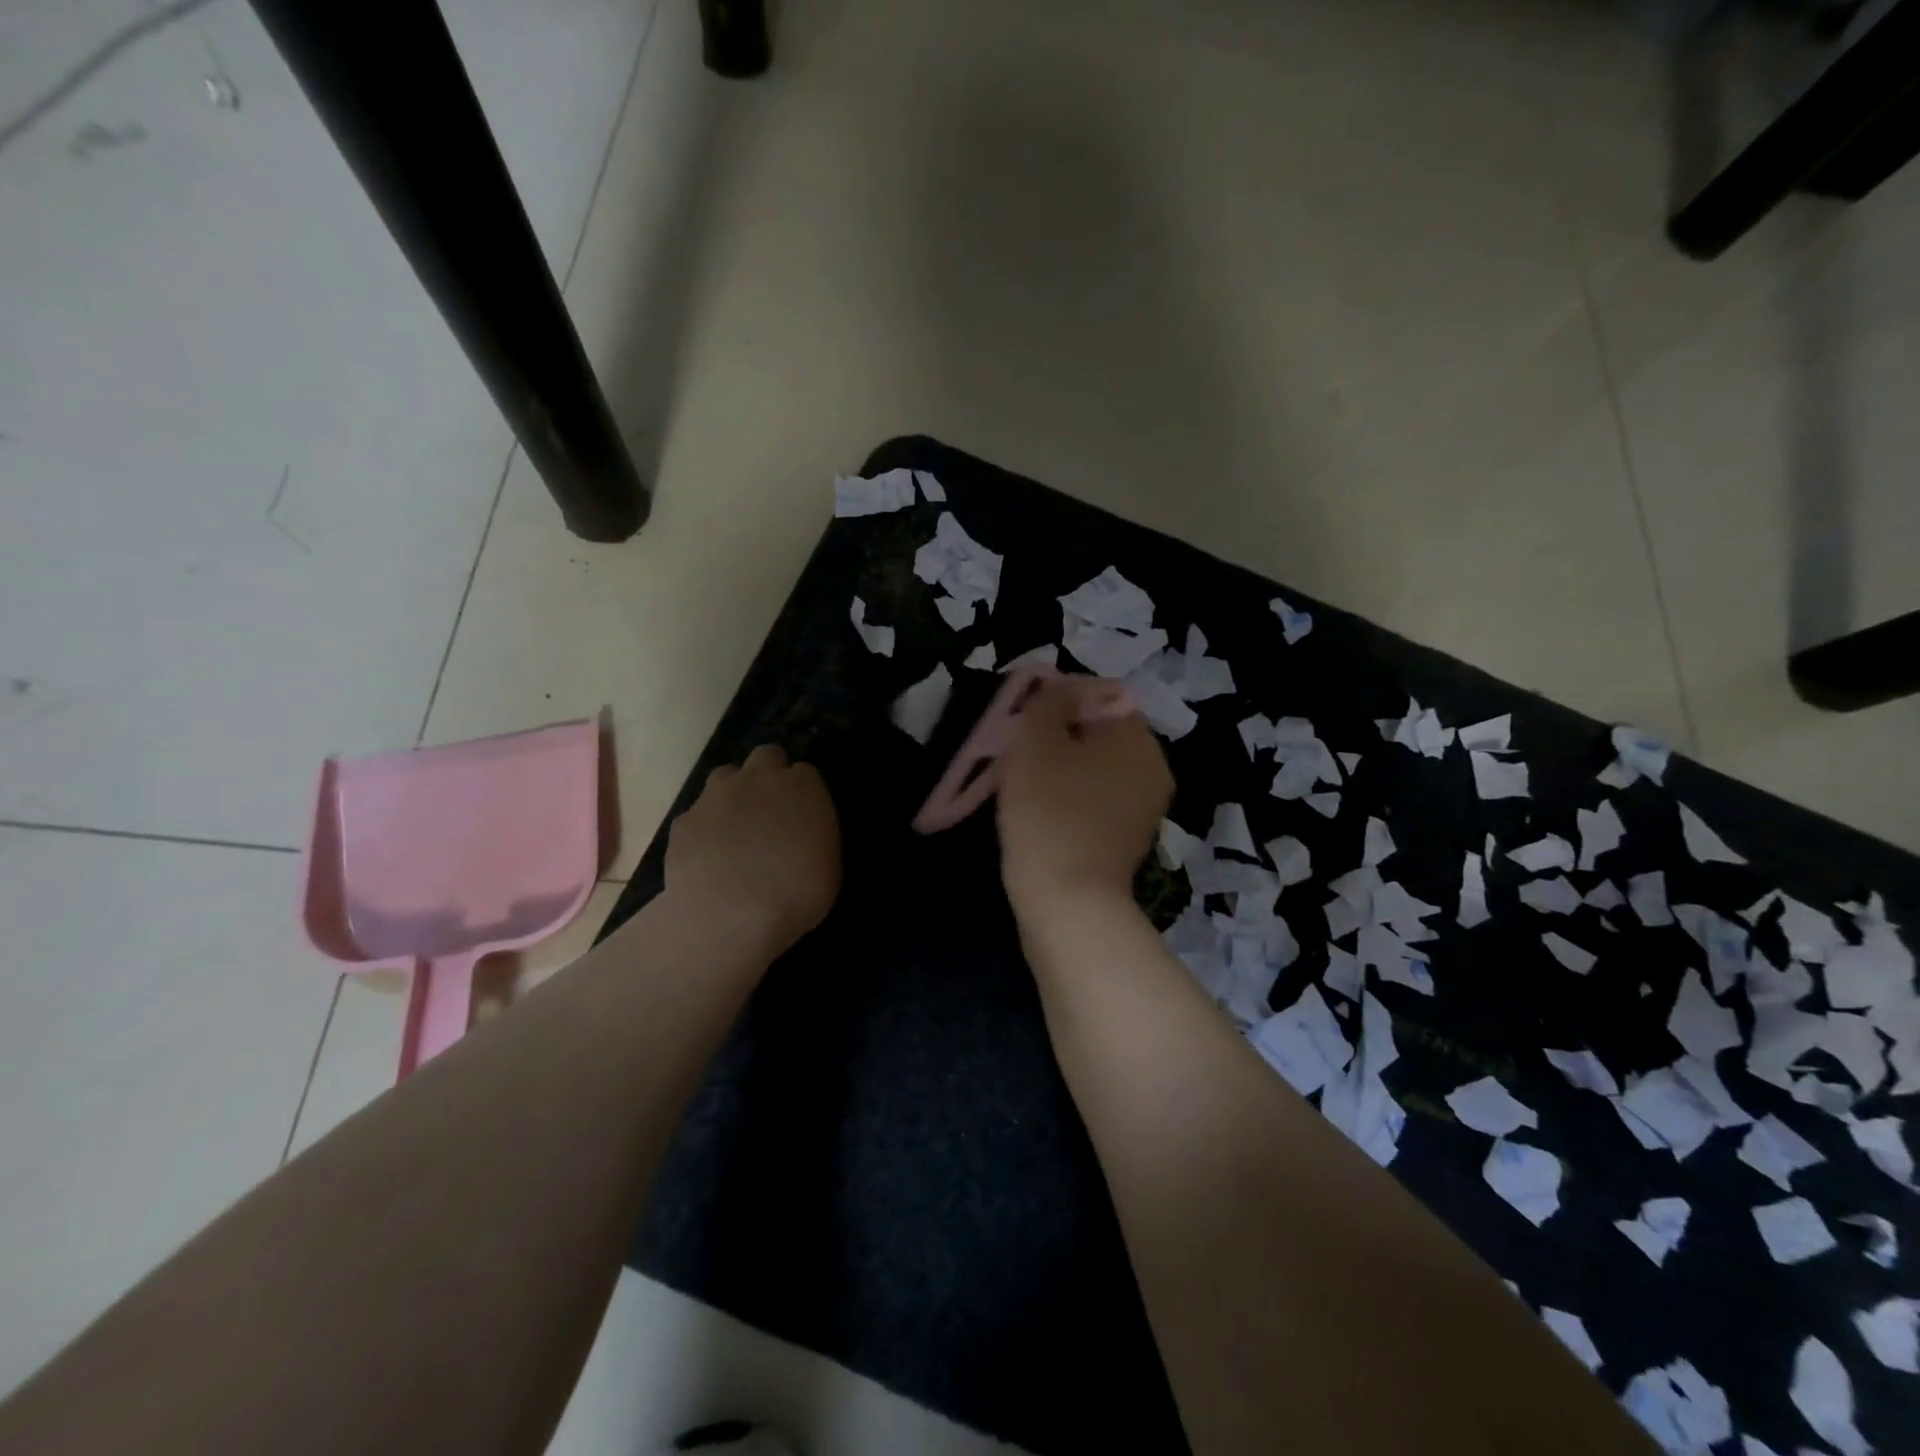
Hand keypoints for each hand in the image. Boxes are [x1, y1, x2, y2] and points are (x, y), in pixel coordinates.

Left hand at [665, 745, 840, 951]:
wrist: (729, 916)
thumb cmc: (795, 894)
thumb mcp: (827, 864)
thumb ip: (813, 833)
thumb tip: (800, 831)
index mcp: (803, 786)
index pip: (805, 772)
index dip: (802, 792)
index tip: (802, 815)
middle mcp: (759, 778)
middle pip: (766, 757)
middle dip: (768, 774)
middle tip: (770, 810)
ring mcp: (716, 795)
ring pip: (725, 776)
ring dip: (733, 793)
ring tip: (736, 829)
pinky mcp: (684, 820)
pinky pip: (697, 814)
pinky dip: (704, 828)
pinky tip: (707, 856)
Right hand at [997, 679, 1172, 922]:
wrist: (1067, 904)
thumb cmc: (1051, 812)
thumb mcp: (1038, 742)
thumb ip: (1048, 703)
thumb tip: (1058, 690)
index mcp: (1139, 741)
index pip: (1101, 697)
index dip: (1059, 698)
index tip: (1023, 715)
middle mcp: (1151, 772)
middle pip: (1097, 734)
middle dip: (1055, 735)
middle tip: (1016, 746)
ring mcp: (1140, 811)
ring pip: (1092, 770)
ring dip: (1057, 767)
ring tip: (1018, 777)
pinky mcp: (1123, 842)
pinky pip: (1091, 802)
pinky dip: (1065, 798)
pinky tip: (1035, 809)